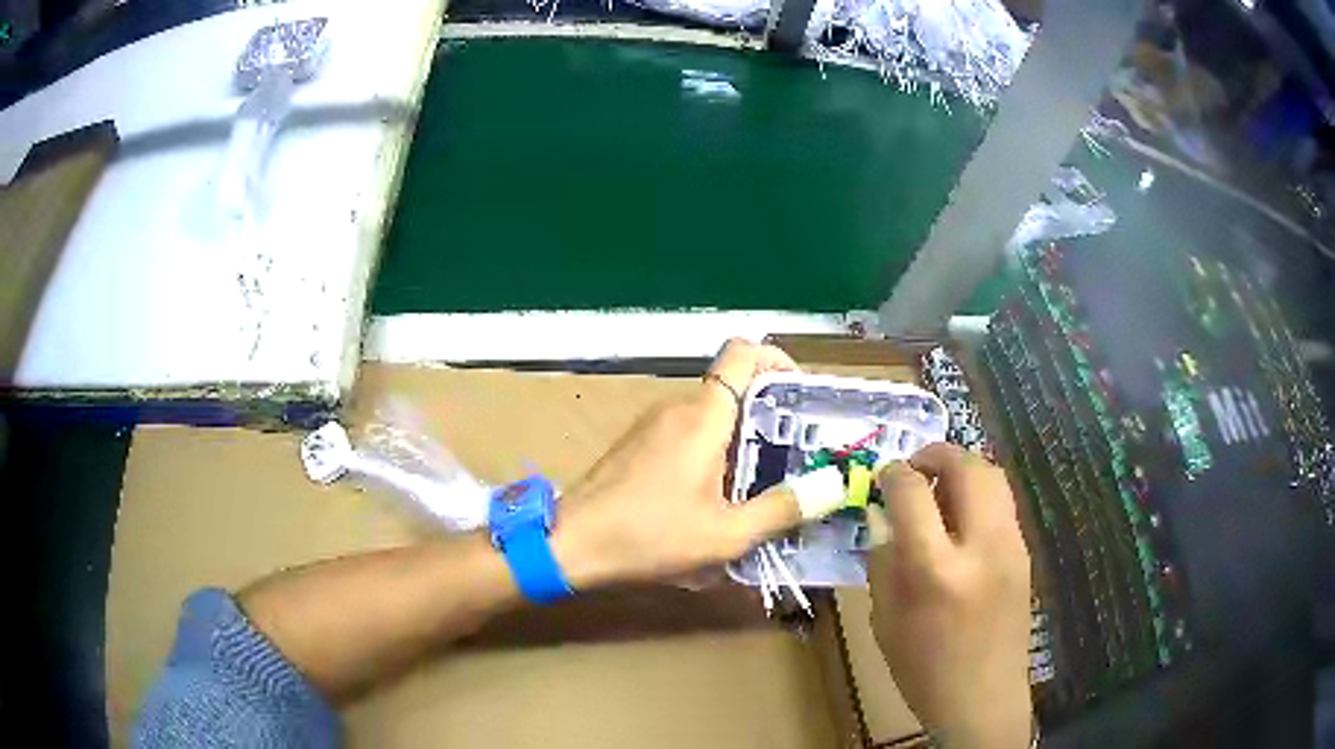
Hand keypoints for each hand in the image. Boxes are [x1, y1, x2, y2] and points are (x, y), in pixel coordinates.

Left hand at [551, 339, 802, 587]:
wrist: (568, 543)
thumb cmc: (648, 536)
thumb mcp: (725, 535)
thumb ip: (780, 510)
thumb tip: (829, 489)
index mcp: (703, 416)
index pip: (744, 352)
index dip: (779, 361)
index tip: (802, 398)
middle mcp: (678, 407)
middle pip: (735, 390)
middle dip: (771, 418)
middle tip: (797, 458)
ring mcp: (653, 424)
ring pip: (712, 416)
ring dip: (742, 442)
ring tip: (764, 485)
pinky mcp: (639, 443)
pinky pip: (689, 434)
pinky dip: (713, 453)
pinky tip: (717, 497)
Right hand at [869, 443, 1032, 748]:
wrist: (982, 697)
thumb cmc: (923, 667)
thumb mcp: (885, 618)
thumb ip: (884, 560)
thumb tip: (886, 515)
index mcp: (936, 570)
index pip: (913, 493)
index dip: (893, 474)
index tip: (882, 476)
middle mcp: (981, 547)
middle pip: (967, 467)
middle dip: (936, 454)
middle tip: (914, 467)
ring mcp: (1011, 546)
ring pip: (993, 476)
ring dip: (962, 468)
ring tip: (939, 486)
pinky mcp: (1024, 552)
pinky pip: (1002, 503)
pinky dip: (978, 493)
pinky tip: (961, 519)